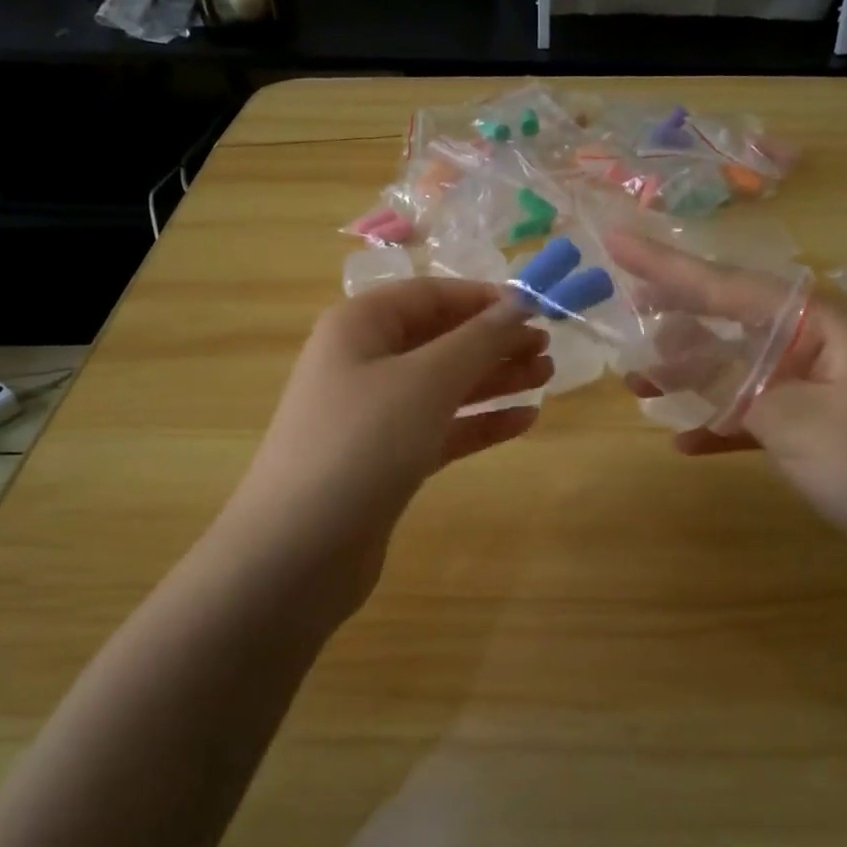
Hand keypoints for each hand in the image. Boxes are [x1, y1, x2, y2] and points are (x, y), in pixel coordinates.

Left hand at [215, 279, 549, 624]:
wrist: (298, 551)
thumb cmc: (363, 444)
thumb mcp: (426, 381)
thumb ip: (478, 340)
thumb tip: (520, 305)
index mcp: (360, 326)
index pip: (431, 295)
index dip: (484, 299)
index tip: (537, 309)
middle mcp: (364, 363)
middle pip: (440, 339)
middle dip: (494, 341)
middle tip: (548, 349)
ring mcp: (374, 415)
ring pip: (444, 385)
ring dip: (494, 379)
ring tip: (547, 378)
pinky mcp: (387, 460)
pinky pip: (441, 428)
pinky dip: (480, 422)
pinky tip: (523, 421)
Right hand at [607, 232, 846, 588]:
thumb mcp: (795, 419)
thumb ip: (730, 380)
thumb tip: (674, 345)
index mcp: (818, 322)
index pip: (725, 286)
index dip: (664, 266)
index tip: (614, 242)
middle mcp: (815, 344)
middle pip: (728, 321)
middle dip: (675, 319)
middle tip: (621, 310)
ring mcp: (816, 388)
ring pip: (736, 370)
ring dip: (689, 378)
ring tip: (637, 383)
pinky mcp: (817, 431)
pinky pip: (755, 415)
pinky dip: (721, 426)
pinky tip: (684, 441)